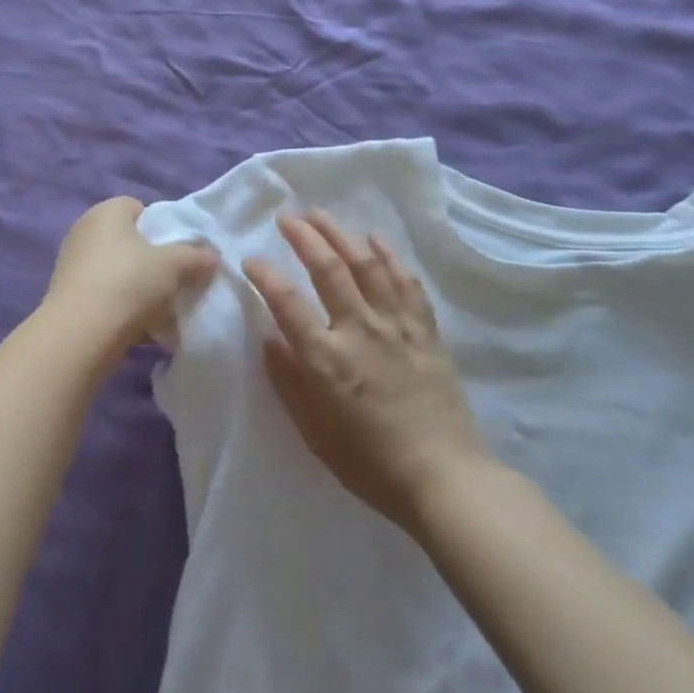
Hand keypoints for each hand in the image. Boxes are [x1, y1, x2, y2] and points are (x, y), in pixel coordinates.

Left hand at [43, 197, 217, 364]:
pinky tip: (142, 331)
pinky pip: (105, 297)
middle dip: (152, 263)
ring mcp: (72, 265)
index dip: (162, 228)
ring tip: (162, 314)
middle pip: (129, 243)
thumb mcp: (174, 266)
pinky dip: (122, 310)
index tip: (178, 253)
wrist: (80, 334)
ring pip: (118, 273)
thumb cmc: (129, 283)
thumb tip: (212, 256)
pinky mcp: (67, 297)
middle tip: (174, 283)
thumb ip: (196, 257)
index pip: (138, 208)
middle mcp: (84, 231)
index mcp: (106, 211)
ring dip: (139, 291)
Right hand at [244, 211, 492, 533]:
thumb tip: (269, 338)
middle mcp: (359, 330)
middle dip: (303, 236)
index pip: (286, 301)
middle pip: (327, 268)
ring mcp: (396, 326)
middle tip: (286, 217)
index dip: (264, 274)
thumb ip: (288, 381)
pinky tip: (374, 238)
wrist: (444, 478)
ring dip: (340, 233)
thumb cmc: (369, 463)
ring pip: (366, 264)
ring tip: (321, 214)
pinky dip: (389, 255)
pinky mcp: (425, 330)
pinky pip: (406, 281)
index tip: (249, 259)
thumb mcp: (313, 431)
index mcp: (326, 359)